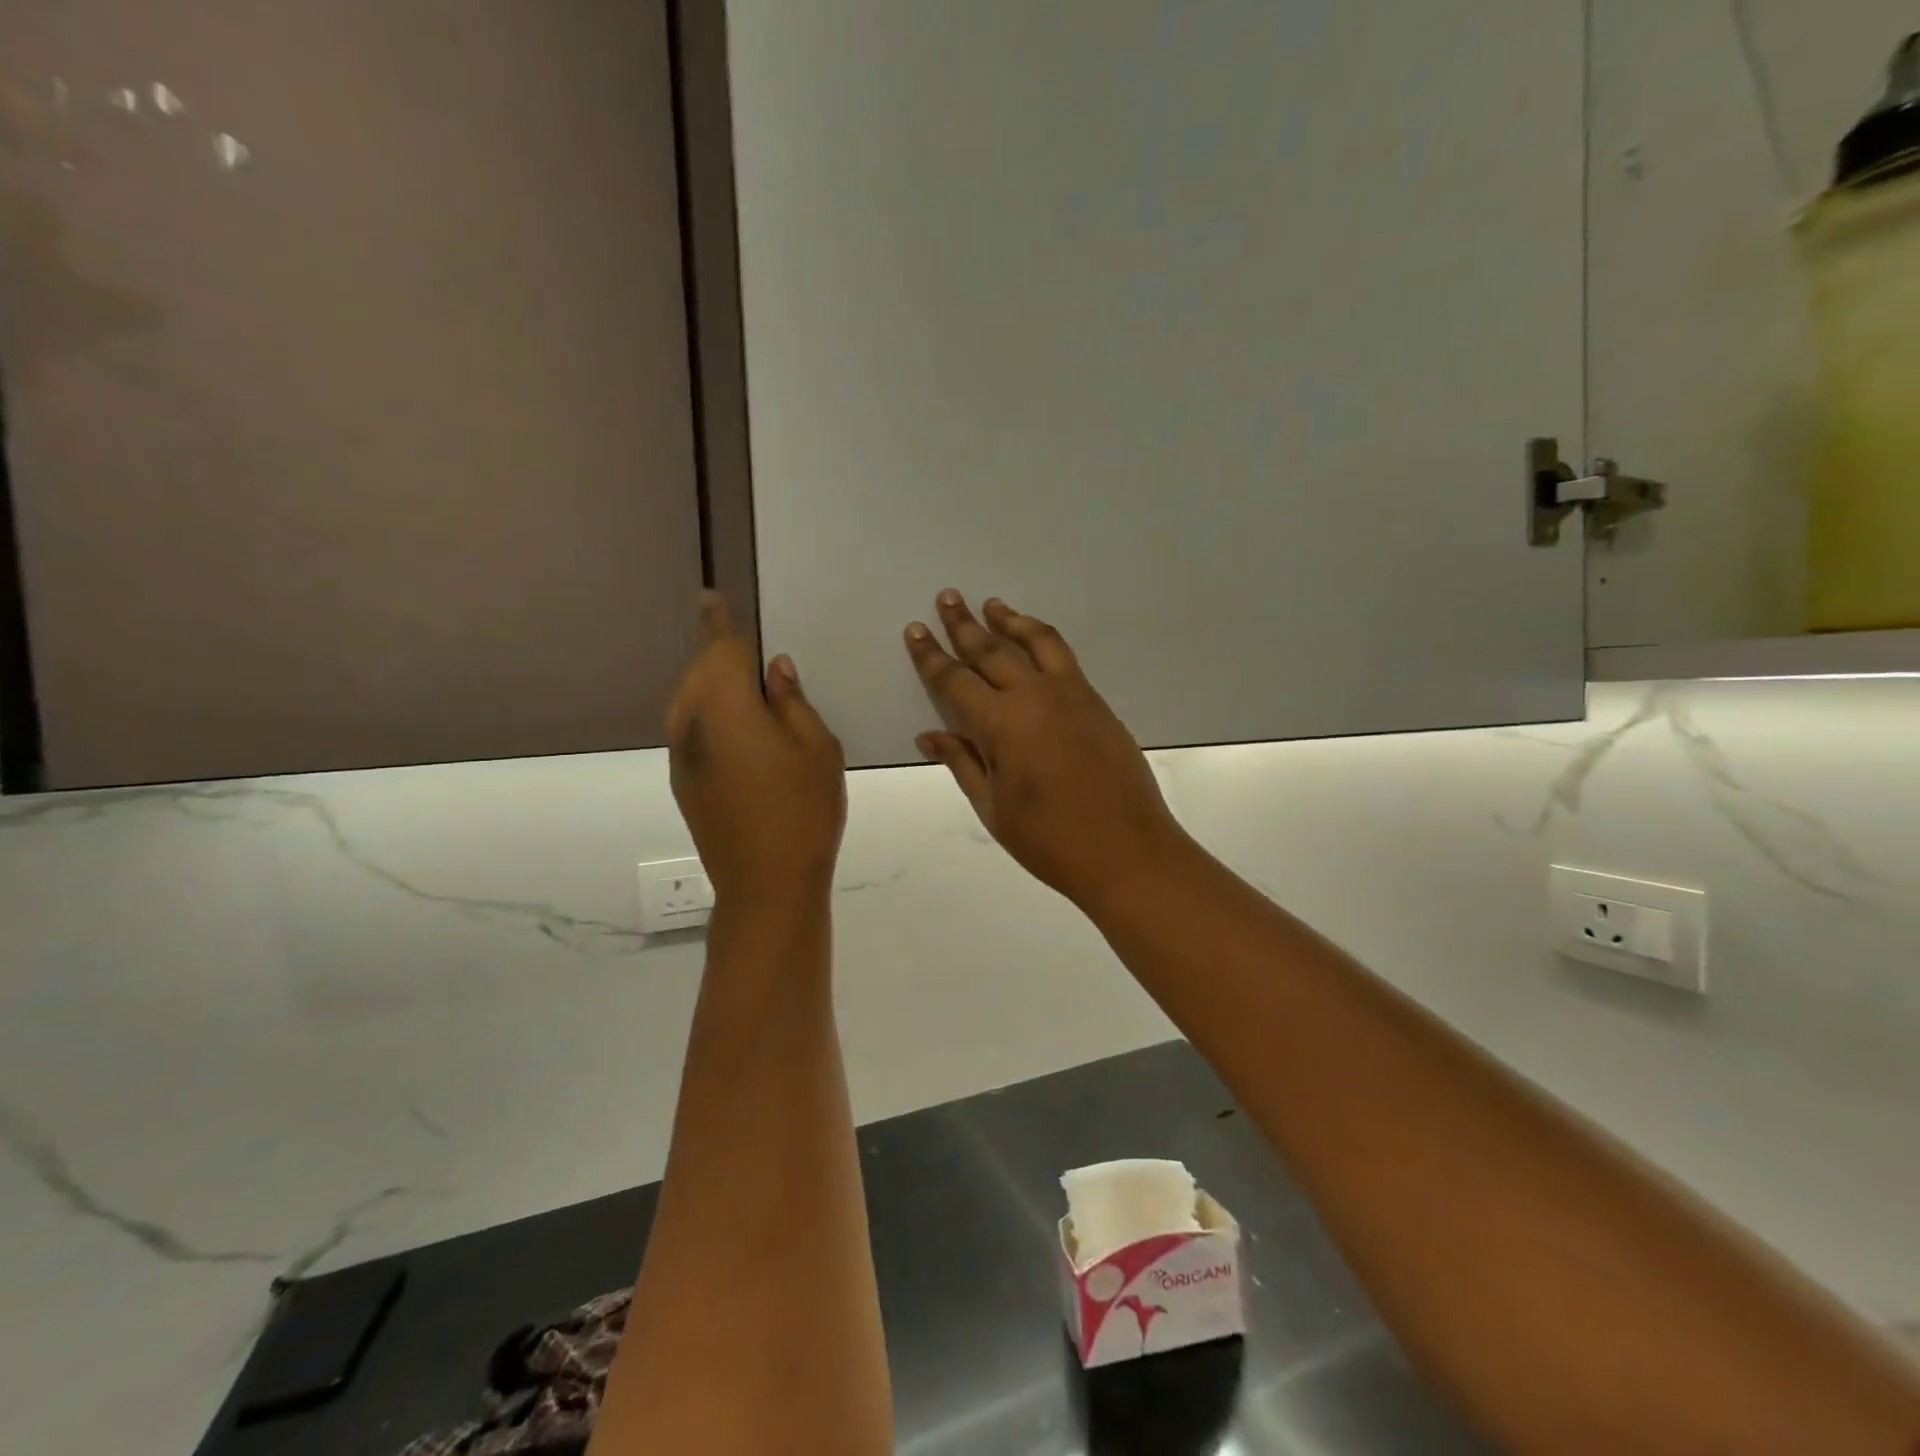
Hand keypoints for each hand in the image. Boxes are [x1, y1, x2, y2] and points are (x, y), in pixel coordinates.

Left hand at [668, 593, 845, 905]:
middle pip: (700, 671)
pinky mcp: (683, 781)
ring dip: (713, 684)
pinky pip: (693, 729)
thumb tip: (774, 671)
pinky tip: (740, 731)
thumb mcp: (817, 747)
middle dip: (720, 654)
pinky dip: (711, 715)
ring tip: (747, 687)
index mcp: (728, 706)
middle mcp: (692, 723)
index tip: (711, 596)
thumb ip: (792, 701)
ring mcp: (682, 755)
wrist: (765, 883)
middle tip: (750, 650)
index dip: (720, 621)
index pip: (722, 648)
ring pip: (691, 700)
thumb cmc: (803, 809)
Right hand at [905, 591, 1190, 909]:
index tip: (915, 630)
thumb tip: (929, 734)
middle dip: (964, 624)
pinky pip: (1065, 658)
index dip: (931, 657)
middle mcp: (1034, 697)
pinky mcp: (1096, 703)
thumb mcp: (993, 808)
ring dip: (1010, 620)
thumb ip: (962, 762)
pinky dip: (1044, 639)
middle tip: (947, 597)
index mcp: (1001, 725)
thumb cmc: (1049, 841)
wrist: (1126, 851)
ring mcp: (1071, 695)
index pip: (955, 681)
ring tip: (992, 604)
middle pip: (992, 650)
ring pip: (1035, 642)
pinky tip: (1035, 640)